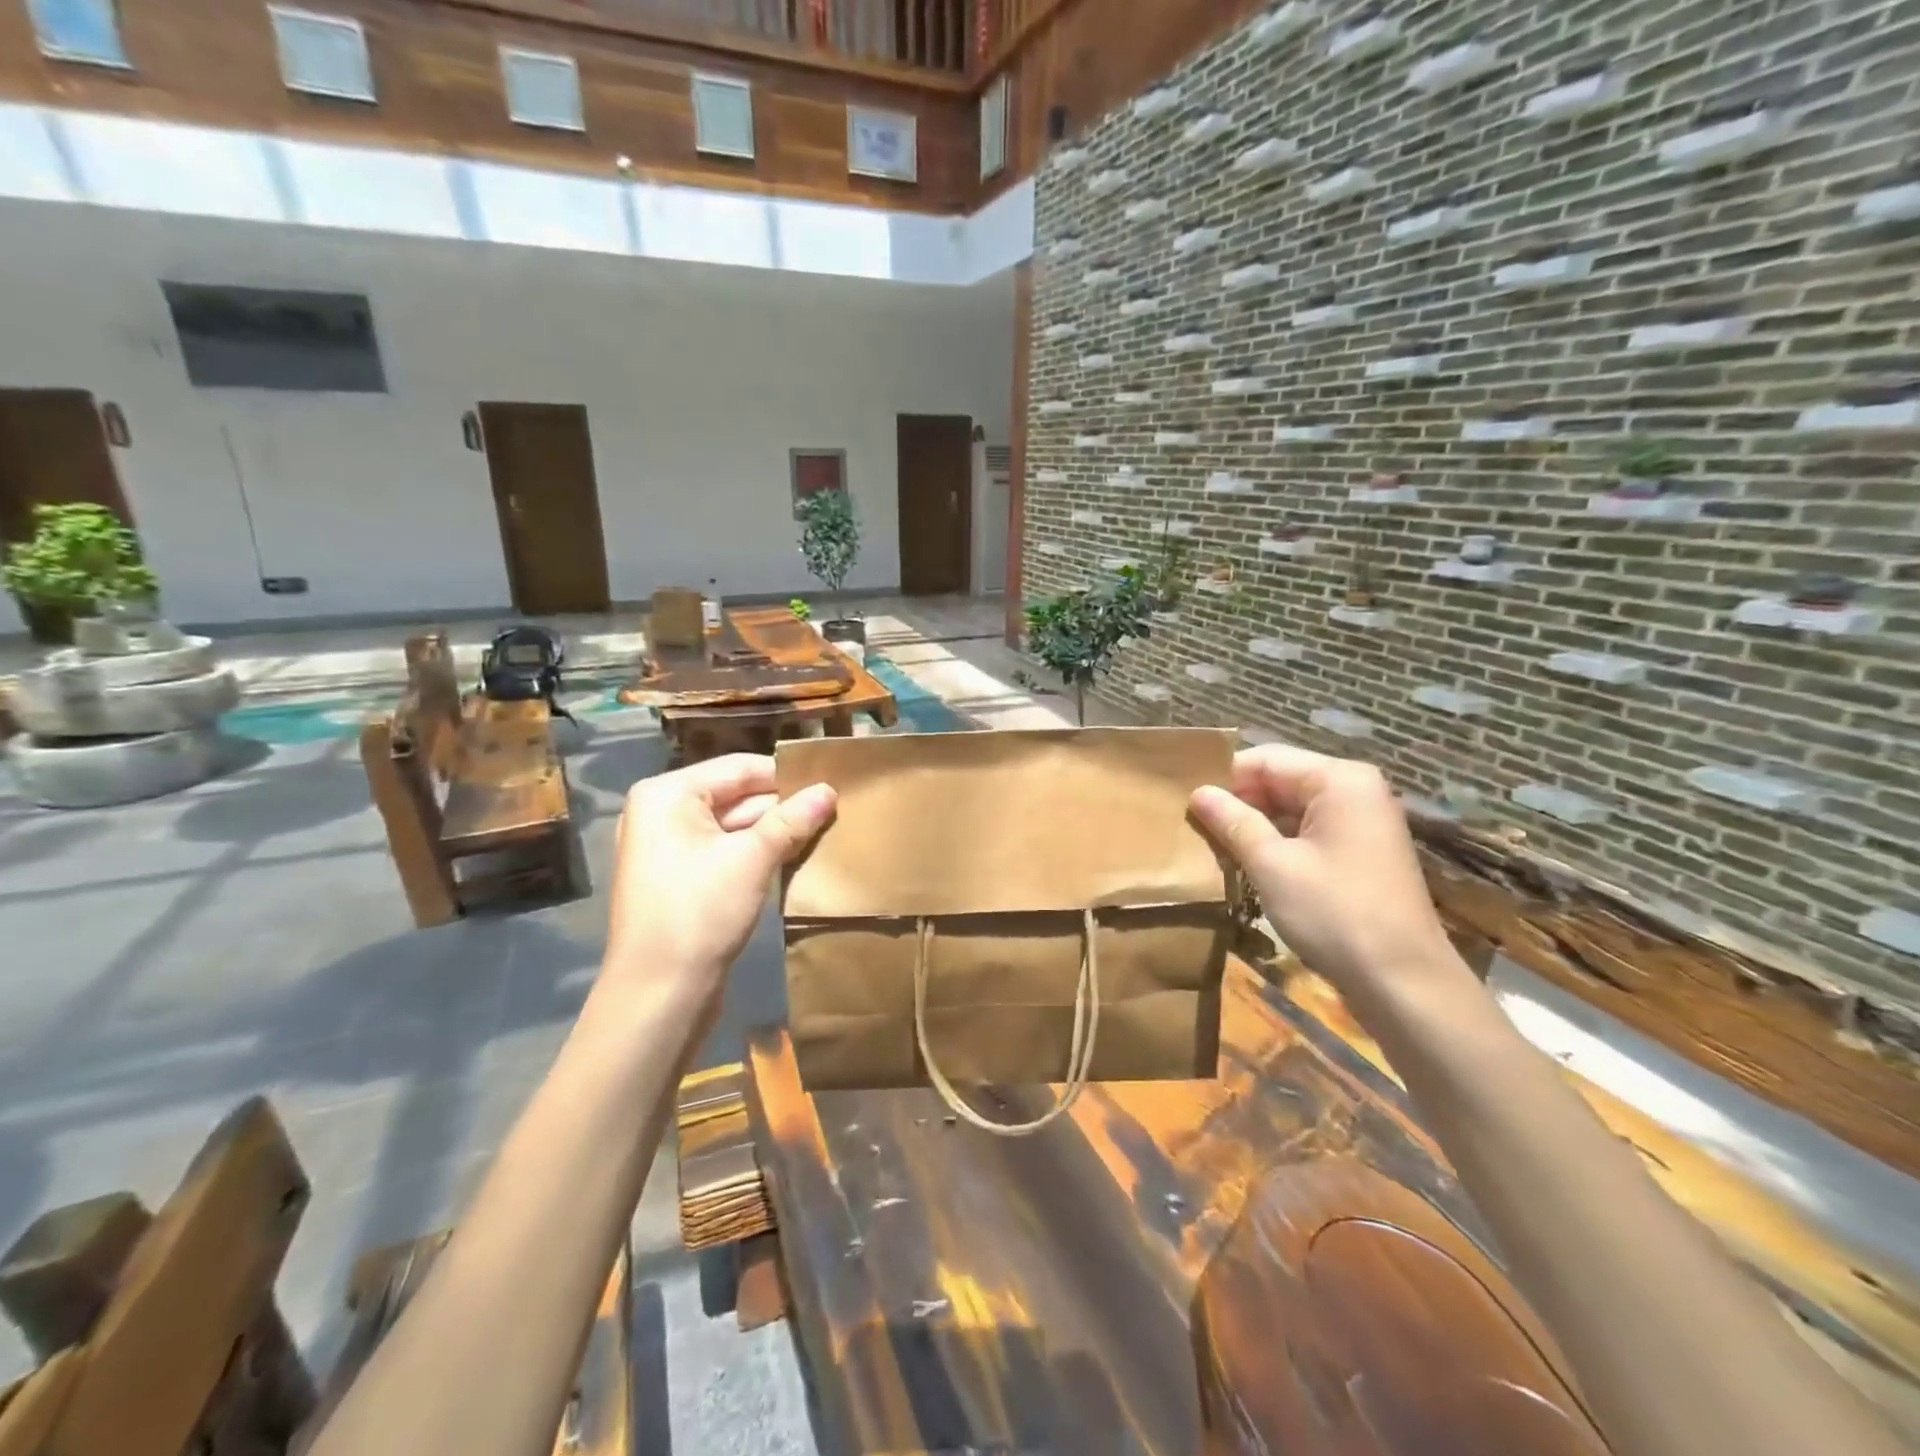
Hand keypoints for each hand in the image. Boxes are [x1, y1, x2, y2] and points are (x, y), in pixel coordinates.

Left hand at [602, 754, 835, 1012]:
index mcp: (668, 795)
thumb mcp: (752, 859)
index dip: (786, 776)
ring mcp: (668, 848)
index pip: (739, 768)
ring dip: (775, 832)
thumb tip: (829, 790)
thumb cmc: (700, 913)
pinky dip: (757, 853)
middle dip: (783, 806)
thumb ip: (792, 819)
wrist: (658, 995)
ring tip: (824, 832)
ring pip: (734, 826)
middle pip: (736, 795)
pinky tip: (795, 858)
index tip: (832, 785)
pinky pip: (725, 851)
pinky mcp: (680, 878)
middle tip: (834, 811)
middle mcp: (662, 813)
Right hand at [1190, 747, 1470, 1013]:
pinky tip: (1247, 863)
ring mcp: (1361, 821)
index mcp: (1339, 780)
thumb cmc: (1335, 914)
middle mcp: (1354, 789)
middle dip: (1238, 802)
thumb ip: (1233, 821)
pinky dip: (1277, 842)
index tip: (1185, 802)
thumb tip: (1198, 792)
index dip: (1223, 778)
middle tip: (1194, 827)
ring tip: (1213, 845)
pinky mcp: (1361, 850)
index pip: (1266, 759)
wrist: (1404, 982)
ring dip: (1254, 825)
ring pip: (1291, 807)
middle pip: (1280, 779)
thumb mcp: (1272, 865)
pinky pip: (1308, 830)